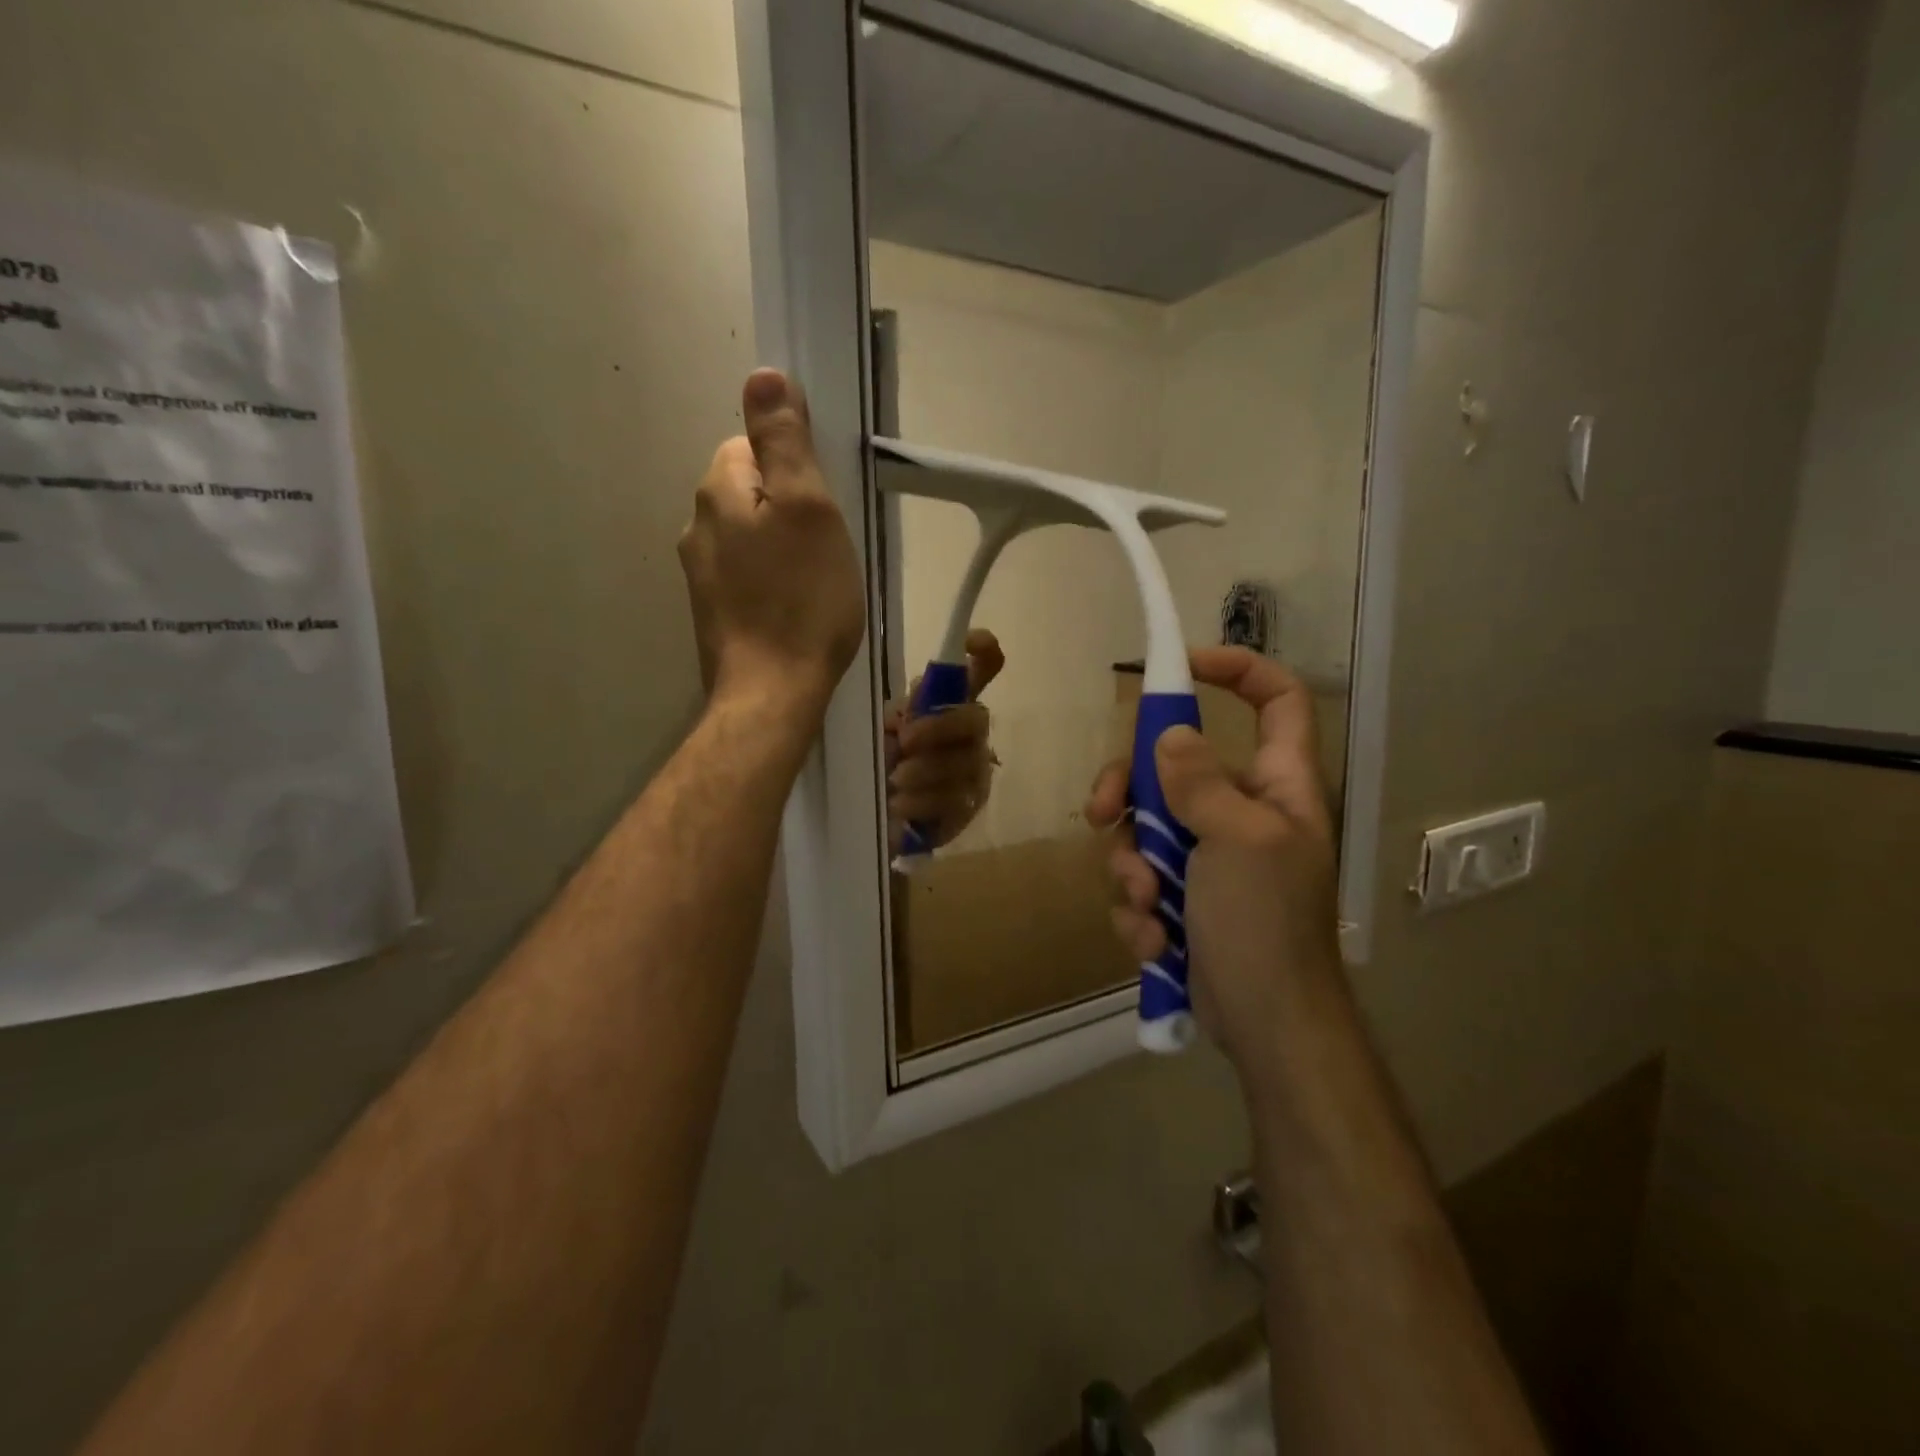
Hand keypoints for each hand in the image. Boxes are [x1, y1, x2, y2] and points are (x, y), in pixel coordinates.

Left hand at [678, 370, 864, 719]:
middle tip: (827, 548)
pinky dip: (770, 582)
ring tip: (816, 583)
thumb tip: (762, 374)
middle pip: (749, 492)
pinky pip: (746, 576)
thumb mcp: (808, 508)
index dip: (794, 468)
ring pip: (748, 537)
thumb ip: (784, 440)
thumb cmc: (802, 599)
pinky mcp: (712, 613)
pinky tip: (794, 609)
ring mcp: (699, 575)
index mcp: (718, 491)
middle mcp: (696, 526)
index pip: (751, 445)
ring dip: (780, 548)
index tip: (824, 505)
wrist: (772, 693)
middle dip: (788, 509)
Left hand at [884, 629, 1003, 850]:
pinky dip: (922, 801)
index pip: (984, 669)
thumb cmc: (884, 760)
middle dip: (940, 727)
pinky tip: (898, 805)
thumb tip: (914, 706)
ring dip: (925, 770)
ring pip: (964, 763)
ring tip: (894, 780)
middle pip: (976, 717)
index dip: (984, 651)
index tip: (971, 641)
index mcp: (951, 704)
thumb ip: (903, 711)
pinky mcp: (970, 807)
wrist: (881, 812)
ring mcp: (976, 771)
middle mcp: (972, 733)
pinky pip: (954, 801)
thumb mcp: (885, 728)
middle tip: (905, 740)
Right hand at [1086, 647, 1340, 1080]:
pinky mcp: (1181, 896)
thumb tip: (1171, 733)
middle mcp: (1241, 810)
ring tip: (1148, 906)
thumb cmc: (1267, 925)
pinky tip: (1154, 940)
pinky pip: (1141, 878)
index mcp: (1277, 785)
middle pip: (1173, 765)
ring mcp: (1208, 855)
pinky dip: (1139, 908)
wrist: (1265, 1027)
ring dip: (1132, 868)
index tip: (1180, 666)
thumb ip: (1202, 782)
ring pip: (1144, 828)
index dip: (1237, 669)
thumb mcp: (1238, 842)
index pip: (1276, 700)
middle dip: (1130, 792)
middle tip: (1101, 813)